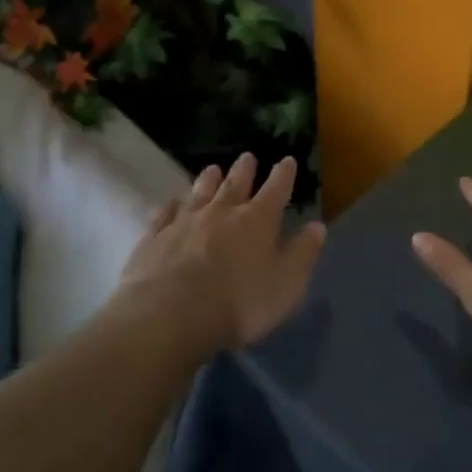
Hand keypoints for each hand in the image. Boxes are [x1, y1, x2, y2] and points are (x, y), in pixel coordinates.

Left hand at [117, 152, 325, 351]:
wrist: (170, 316)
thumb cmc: (239, 303)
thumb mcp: (286, 284)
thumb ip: (303, 253)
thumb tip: (317, 226)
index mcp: (257, 220)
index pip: (276, 190)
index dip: (284, 175)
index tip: (287, 160)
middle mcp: (221, 212)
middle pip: (235, 184)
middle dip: (244, 170)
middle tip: (247, 156)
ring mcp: (184, 222)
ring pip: (199, 193)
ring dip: (207, 180)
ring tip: (212, 168)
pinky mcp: (154, 239)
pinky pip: (164, 214)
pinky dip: (171, 205)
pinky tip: (172, 201)